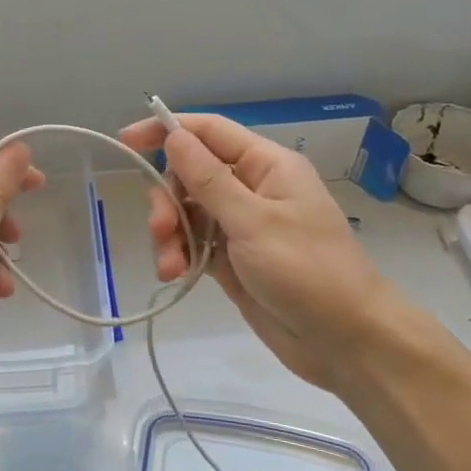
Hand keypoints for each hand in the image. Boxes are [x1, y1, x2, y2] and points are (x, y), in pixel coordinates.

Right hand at [120, 113, 400, 392]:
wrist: (345, 341)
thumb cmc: (307, 271)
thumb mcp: (254, 221)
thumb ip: (208, 179)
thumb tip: (174, 135)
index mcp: (266, 166)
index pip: (209, 132)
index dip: (166, 130)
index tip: (126, 141)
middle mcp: (251, 188)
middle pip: (190, 175)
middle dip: (168, 199)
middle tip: (160, 230)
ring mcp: (240, 225)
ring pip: (187, 212)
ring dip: (170, 234)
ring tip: (169, 266)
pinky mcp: (231, 259)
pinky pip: (192, 244)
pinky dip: (179, 255)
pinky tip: (174, 275)